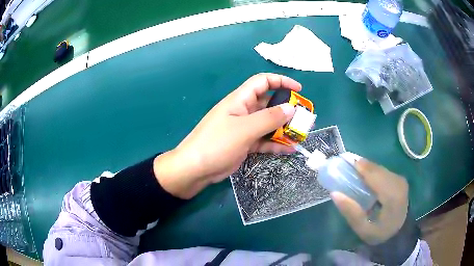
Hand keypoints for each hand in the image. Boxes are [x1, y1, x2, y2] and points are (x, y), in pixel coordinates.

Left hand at [154, 73, 300, 198]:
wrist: (196, 169)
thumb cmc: (217, 143)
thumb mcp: (245, 129)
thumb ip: (269, 118)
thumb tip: (291, 108)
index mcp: (240, 100)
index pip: (263, 82)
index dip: (281, 81)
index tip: (298, 90)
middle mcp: (243, 111)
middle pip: (269, 104)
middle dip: (286, 109)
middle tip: (303, 118)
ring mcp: (244, 128)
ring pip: (268, 123)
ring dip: (283, 128)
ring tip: (300, 134)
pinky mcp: (245, 143)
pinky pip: (264, 140)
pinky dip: (275, 144)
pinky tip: (289, 149)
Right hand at [331, 159, 408, 244]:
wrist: (399, 233)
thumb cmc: (379, 233)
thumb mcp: (362, 229)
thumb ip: (350, 212)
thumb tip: (335, 193)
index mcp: (392, 196)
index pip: (375, 176)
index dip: (360, 168)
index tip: (345, 162)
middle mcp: (398, 183)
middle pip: (377, 169)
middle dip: (362, 166)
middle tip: (346, 165)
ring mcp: (400, 180)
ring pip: (381, 168)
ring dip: (367, 168)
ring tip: (354, 169)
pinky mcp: (400, 179)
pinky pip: (384, 171)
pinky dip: (373, 171)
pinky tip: (366, 175)